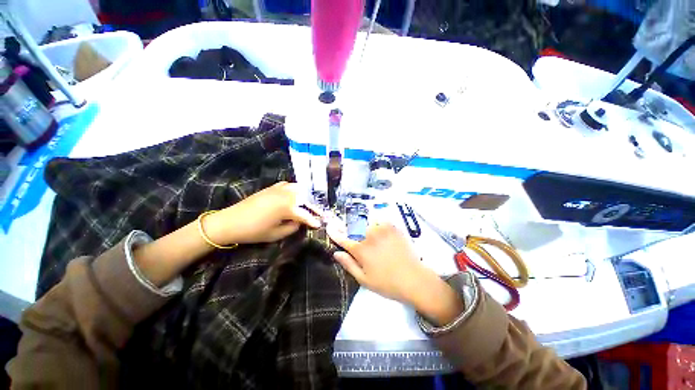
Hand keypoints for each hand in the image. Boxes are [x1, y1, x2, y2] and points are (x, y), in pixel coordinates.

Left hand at [205, 182, 321, 244]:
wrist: (230, 221)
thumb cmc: (254, 231)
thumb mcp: (276, 234)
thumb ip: (293, 227)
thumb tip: (300, 221)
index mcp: (288, 207)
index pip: (306, 214)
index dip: (314, 220)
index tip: (320, 224)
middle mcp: (287, 194)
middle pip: (305, 199)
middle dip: (313, 207)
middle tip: (318, 214)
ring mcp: (279, 189)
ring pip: (299, 189)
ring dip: (305, 197)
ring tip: (308, 205)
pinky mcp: (272, 187)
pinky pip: (288, 185)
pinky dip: (294, 190)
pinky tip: (294, 195)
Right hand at [327, 222, 433, 304]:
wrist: (414, 279)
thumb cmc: (387, 283)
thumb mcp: (364, 279)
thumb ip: (348, 264)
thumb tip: (336, 252)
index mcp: (361, 249)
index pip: (343, 238)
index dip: (335, 233)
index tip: (329, 227)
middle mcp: (369, 235)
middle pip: (354, 228)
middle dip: (350, 230)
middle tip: (355, 237)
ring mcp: (382, 229)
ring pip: (367, 223)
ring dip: (364, 228)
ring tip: (370, 236)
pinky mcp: (393, 227)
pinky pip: (380, 221)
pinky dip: (377, 225)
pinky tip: (380, 233)